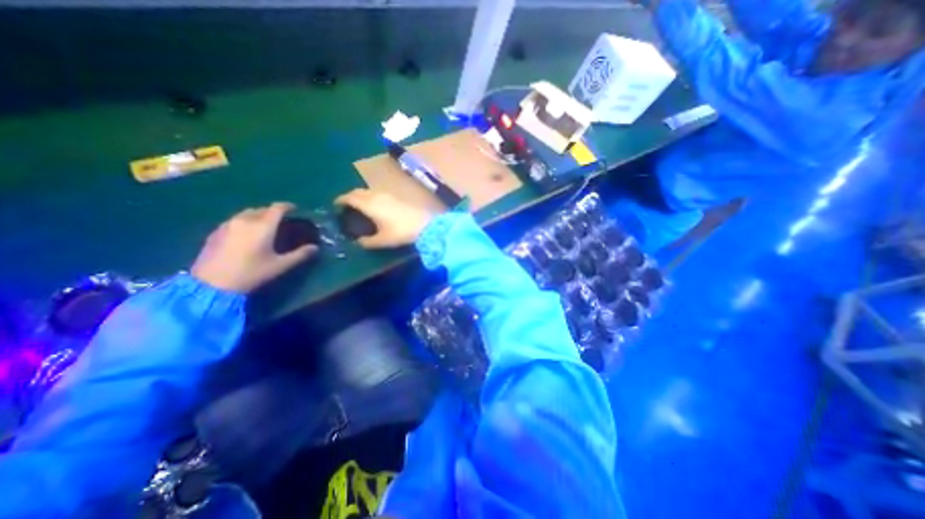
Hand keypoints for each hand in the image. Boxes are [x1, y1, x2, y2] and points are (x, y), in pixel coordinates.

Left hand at [188, 202, 315, 293]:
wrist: (212, 284)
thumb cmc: (251, 273)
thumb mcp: (280, 265)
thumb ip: (300, 255)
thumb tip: (315, 247)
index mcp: (263, 226)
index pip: (277, 208)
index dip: (288, 206)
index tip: (295, 209)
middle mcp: (245, 220)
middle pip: (261, 209)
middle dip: (272, 211)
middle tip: (281, 220)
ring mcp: (227, 225)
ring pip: (246, 213)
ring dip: (258, 215)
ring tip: (264, 225)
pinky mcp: (216, 232)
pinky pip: (234, 220)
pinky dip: (245, 222)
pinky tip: (246, 233)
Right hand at [337, 189, 437, 248]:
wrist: (425, 225)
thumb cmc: (401, 232)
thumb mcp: (382, 240)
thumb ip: (367, 242)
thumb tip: (358, 242)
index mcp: (369, 204)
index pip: (349, 197)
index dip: (340, 200)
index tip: (335, 206)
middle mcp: (376, 196)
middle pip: (358, 192)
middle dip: (349, 197)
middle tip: (346, 207)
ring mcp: (388, 195)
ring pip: (369, 192)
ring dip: (361, 197)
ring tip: (360, 208)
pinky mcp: (397, 197)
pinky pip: (378, 194)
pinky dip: (372, 198)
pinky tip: (376, 208)